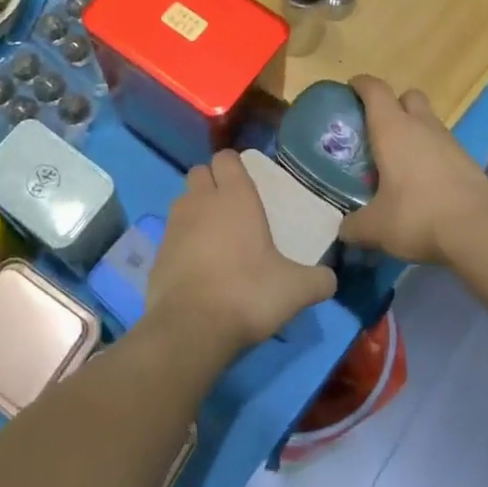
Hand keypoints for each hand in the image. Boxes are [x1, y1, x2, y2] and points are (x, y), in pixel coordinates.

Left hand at [146, 150, 336, 356]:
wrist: (191, 328)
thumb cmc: (248, 294)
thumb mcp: (296, 290)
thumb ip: (318, 280)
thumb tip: (330, 279)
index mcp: (235, 197)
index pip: (226, 158)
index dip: (234, 166)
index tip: (247, 182)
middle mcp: (201, 201)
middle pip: (200, 172)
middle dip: (212, 182)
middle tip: (231, 207)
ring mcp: (174, 225)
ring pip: (183, 200)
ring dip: (195, 209)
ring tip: (214, 235)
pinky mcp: (157, 252)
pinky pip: (171, 233)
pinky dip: (182, 240)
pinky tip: (198, 265)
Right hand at [340, 76, 487, 264]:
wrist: (480, 231)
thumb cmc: (418, 216)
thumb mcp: (376, 227)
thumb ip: (354, 225)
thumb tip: (344, 229)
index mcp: (392, 129)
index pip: (374, 89)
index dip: (361, 84)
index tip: (350, 90)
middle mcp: (421, 126)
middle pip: (408, 96)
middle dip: (393, 104)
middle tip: (377, 129)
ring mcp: (449, 142)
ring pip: (428, 121)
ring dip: (414, 131)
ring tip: (399, 161)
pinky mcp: (468, 161)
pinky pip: (443, 146)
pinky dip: (431, 154)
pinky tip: (423, 182)